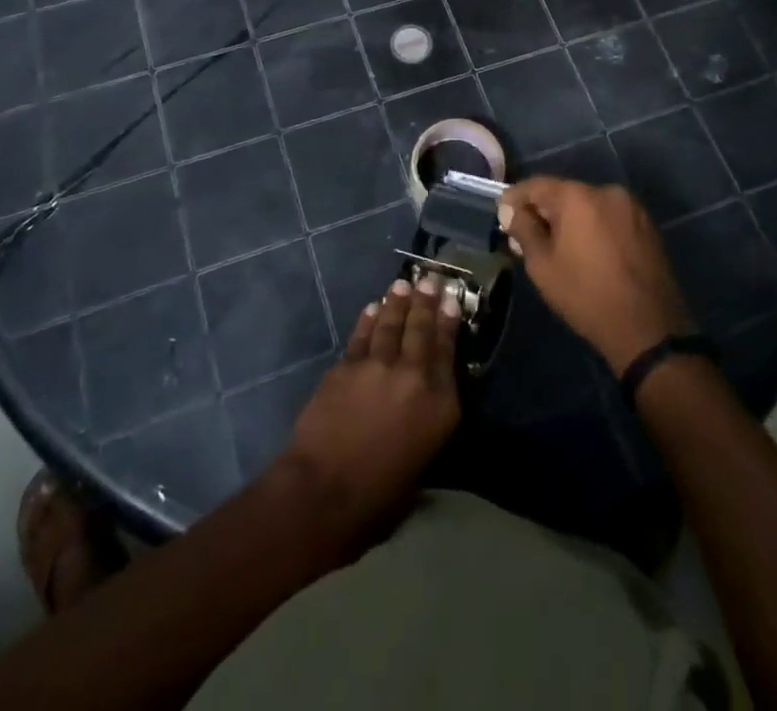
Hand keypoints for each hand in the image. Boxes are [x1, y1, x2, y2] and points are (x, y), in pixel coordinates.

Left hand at [282, 276, 461, 536]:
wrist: (324, 492)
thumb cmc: (379, 497)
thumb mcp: (423, 461)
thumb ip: (429, 422)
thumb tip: (425, 402)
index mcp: (440, 404)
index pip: (448, 351)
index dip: (450, 322)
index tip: (452, 300)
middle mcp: (414, 376)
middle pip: (422, 329)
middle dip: (427, 301)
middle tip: (430, 278)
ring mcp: (378, 366)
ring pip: (391, 324)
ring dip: (397, 302)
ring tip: (403, 285)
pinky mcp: (347, 366)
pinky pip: (362, 335)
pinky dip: (369, 319)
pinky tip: (373, 308)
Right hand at [498, 177, 693, 374]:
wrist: (649, 328)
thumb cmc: (586, 295)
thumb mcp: (543, 266)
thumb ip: (524, 230)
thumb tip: (510, 210)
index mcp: (578, 197)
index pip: (537, 185)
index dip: (516, 198)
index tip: (503, 215)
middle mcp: (606, 191)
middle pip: (564, 193)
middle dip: (544, 211)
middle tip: (527, 236)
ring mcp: (631, 207)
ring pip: (589, 205)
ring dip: (571, 219)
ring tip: (559, 247)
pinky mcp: (647, 225)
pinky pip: (610, 217)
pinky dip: (594, 227)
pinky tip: (588, 251)